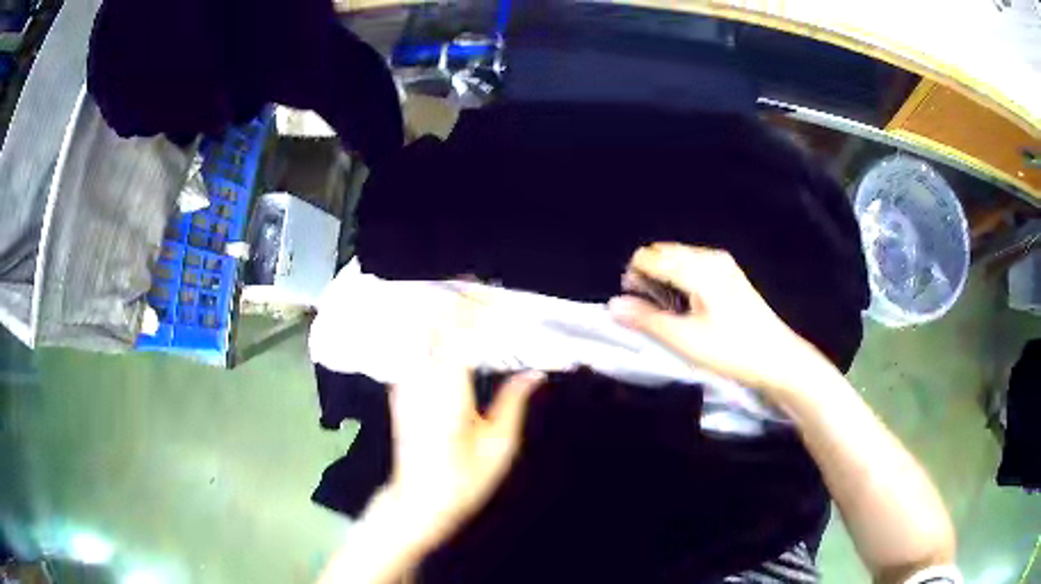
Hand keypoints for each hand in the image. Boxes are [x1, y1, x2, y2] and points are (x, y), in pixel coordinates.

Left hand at [382, 298, 545, 555]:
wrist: (418, 500)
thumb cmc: (463, 479)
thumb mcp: (499, 446)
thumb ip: (514, 402)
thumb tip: (536, 372)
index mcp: (447, 391)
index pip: (456, 333)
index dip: (473, 308)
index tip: (493, 294)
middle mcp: (420, 379)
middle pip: (432, 323)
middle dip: (456, 300)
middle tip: (483, 289)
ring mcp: (404, 383)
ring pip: (418, 332)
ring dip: (442, 313)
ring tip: (469, 304)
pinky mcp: (399, 391)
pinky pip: (413, 348)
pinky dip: (431, 331)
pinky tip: (448, 331)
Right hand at [609, 243, 832, 396]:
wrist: (778, 359)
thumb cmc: (731, 350)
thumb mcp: (684, 340)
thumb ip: (646, 320)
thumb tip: (612, 305)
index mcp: (698, 267)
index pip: (649, 257)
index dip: (634, 278)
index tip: (634, 308)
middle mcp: (709, 257)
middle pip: (663, 254)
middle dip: (648, 278)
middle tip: (651, 314)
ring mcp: (723, 265)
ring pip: (678, 262)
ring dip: (664, 282)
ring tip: (668, 315)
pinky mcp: (730, 277)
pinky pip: (693, 269)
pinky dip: (681, 284)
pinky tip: (688, 310)